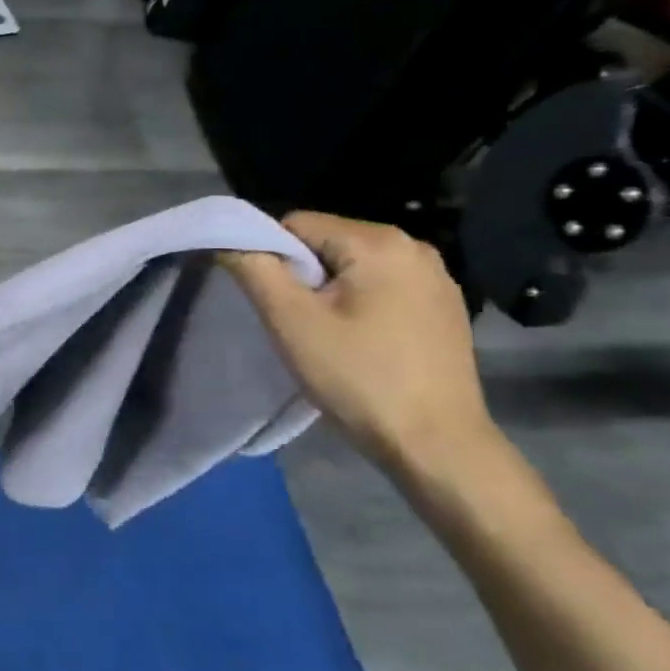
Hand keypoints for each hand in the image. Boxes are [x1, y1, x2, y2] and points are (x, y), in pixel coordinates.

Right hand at [221, 211, 501, 480]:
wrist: (437, 446)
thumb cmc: (359, 378)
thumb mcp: (291, 321)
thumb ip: (253, 268)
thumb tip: (225, 237)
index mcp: (379, 241)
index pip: (296, 224)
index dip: (272, 259)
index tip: (274, 303)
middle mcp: (414, 246)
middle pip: (326, 243)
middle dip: (302, 276)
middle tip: (298, 324)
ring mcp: (436, 277)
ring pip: (352, 266)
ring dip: (329, 292)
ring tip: (327, 337)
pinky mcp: (444, 307)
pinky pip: (381, 287)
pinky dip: (359, 305)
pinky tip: (361, 343)